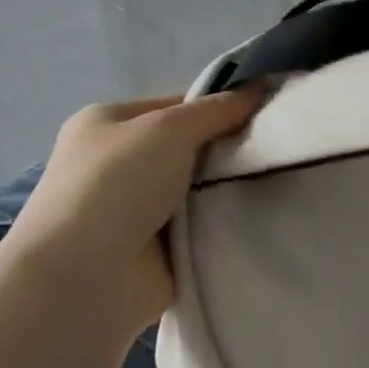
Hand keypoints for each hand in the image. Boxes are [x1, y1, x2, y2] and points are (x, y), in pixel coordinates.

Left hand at [3, 90, 263, 331]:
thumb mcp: (167, 129)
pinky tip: (264, 216)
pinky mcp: (160, 249)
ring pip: (202, 188)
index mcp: (108, 124)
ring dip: (232, 188)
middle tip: (280, 149)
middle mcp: (120, 163)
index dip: (221, 106)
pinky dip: (227, 223)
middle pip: (192, 147)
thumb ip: (216, 109)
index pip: (177, 105)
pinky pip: (205, 226)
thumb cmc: (115, 186)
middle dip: (232, 149)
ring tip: (283, 180)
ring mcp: (139, 209)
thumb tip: (259, 88)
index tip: (267, 114)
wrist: (85, 279)